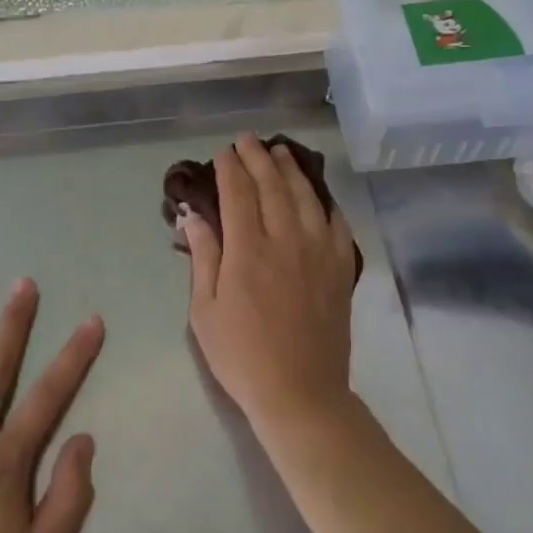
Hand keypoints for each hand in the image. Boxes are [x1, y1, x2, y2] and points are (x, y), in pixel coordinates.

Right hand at [180, 133, 358, 436]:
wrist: (300, 393)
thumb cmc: (241, 356)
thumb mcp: (205, 311)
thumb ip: (202, 257)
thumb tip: (192, 215)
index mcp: (248, 251)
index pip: (238, 194)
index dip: (230, 168)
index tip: (222, 152)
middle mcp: (286, 241)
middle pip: (273, 186)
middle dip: (258, 157)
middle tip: (247, 140)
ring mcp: (319, 253)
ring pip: (306, 197)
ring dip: (291, 169)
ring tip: (280, 151)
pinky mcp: (339, 268)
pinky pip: (336, 223)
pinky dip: (325, 202)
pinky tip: (317, 195)